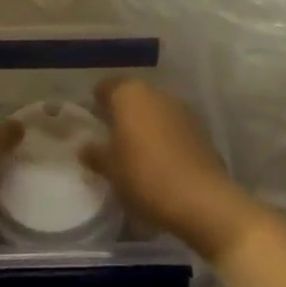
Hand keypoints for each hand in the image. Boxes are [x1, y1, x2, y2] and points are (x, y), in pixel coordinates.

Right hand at [82, 77, 259, 260]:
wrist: (201, 198)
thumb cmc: (145, 177)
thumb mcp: (112, 170)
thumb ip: (95, 154)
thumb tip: (84, 147)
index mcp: (128, 94)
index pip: (105, 88)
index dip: (96, 105)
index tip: (91, 124)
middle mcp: (154, 91)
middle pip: (131, 96)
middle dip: (121, 114)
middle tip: (111, 140)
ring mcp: (179, 106)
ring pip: (152, 109)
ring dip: (144, 124)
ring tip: (136, 152)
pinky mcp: (198, 126)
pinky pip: (171, 124)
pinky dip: (163, 135)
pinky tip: (160, 160)